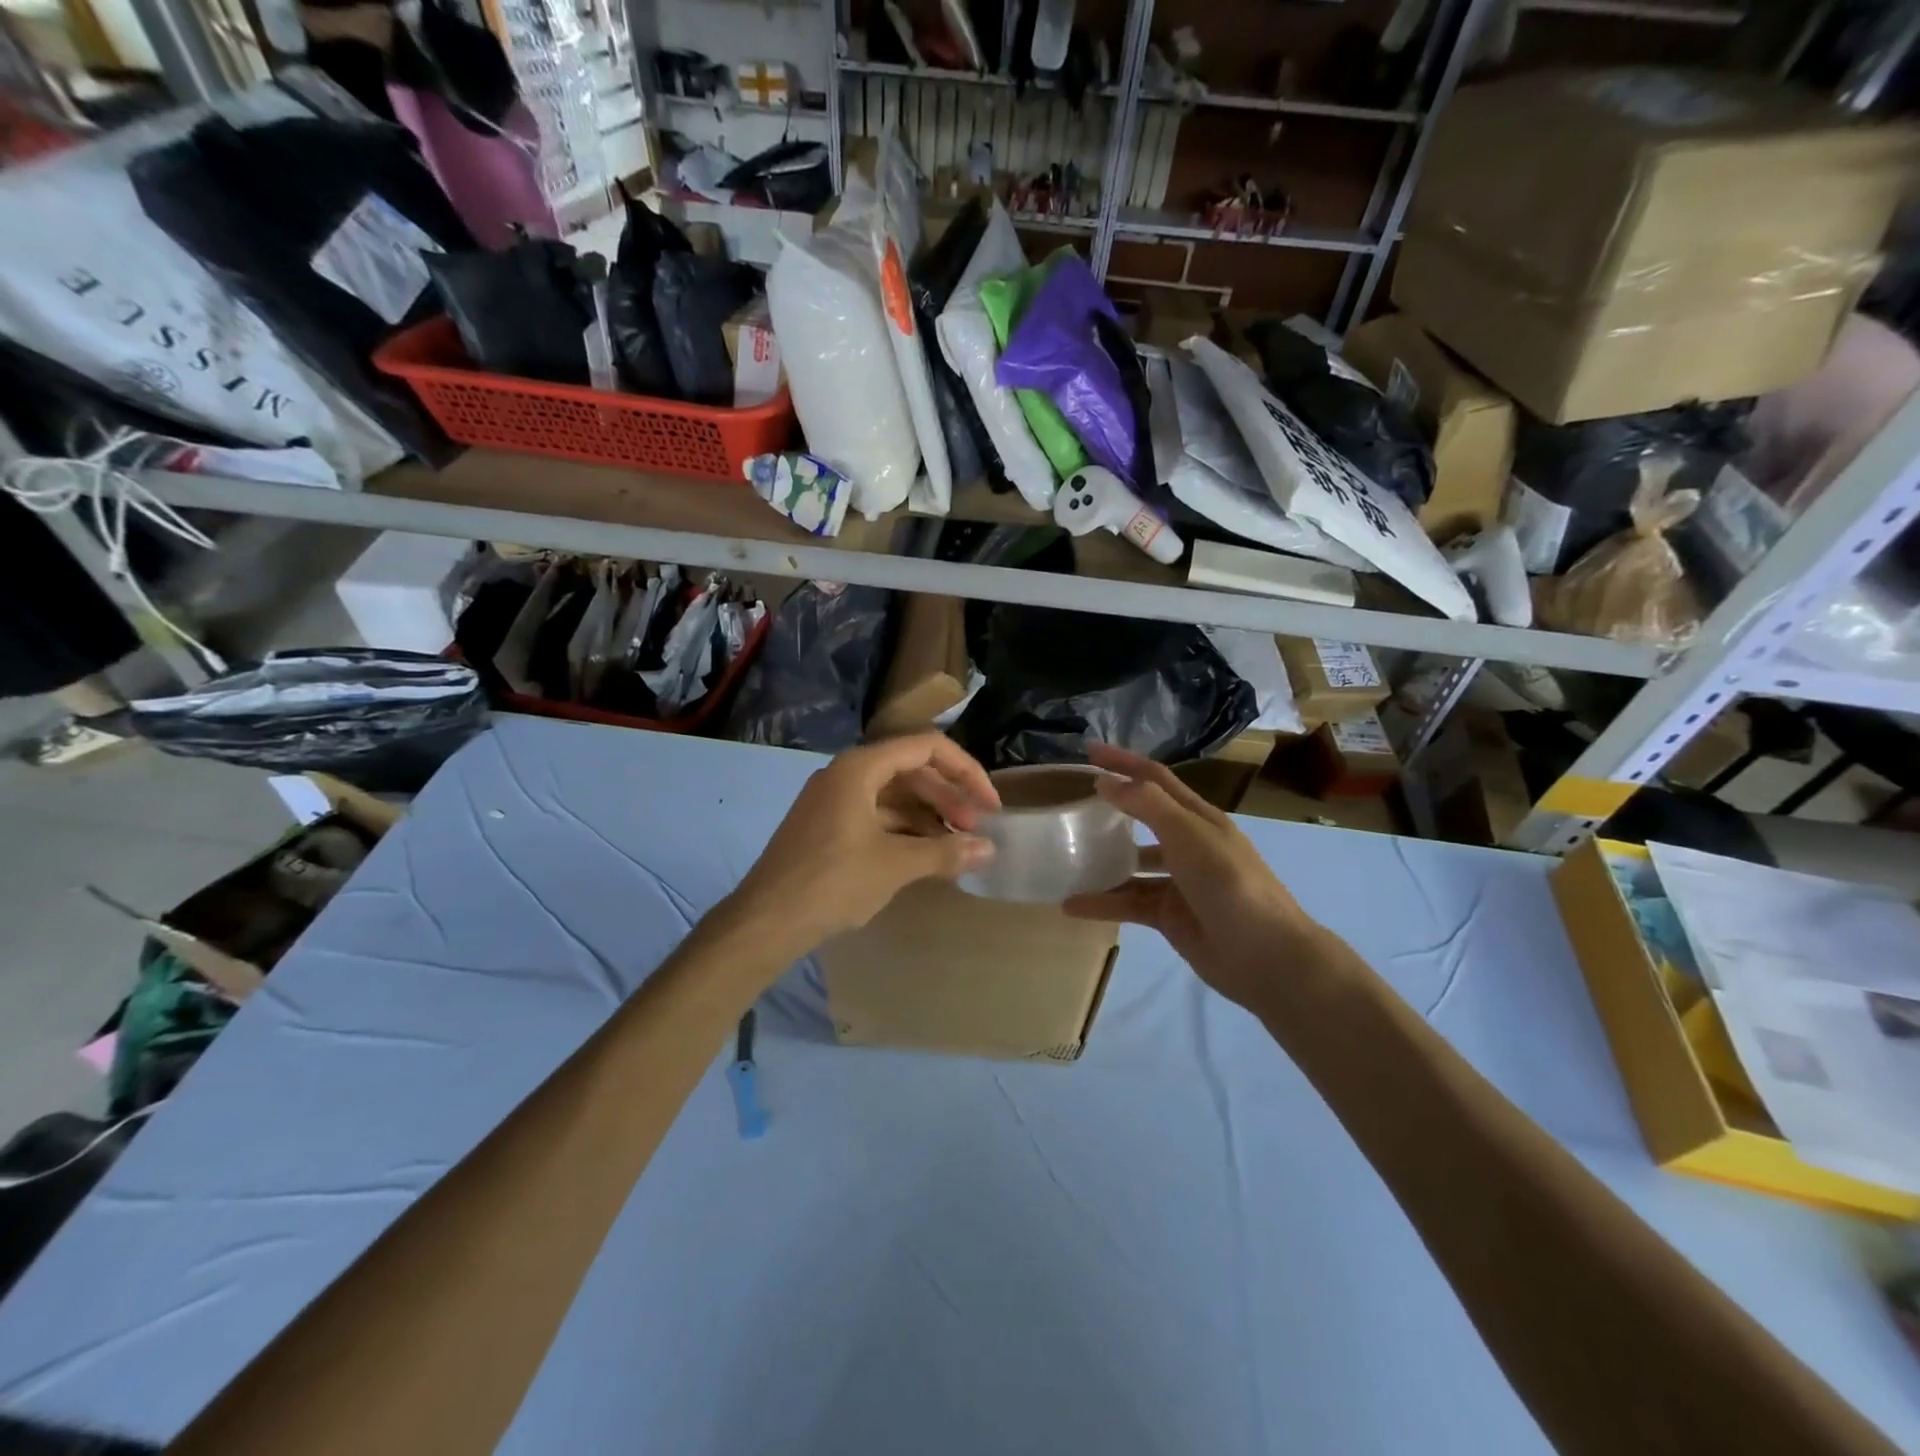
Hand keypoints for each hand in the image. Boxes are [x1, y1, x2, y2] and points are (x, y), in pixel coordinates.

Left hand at [726, 734, 998, 953]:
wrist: (764, 922)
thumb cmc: (832, 882)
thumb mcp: (895, 865)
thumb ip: (945, 852)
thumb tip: (988, 849)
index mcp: (860, 767)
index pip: (927, 748)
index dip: (965, 772)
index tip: (989, 805)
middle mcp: (846, 774)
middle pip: (911, 770)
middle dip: (948, 797)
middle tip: (975, 830)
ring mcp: (833, 800)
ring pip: (893, 796)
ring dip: (928, 816)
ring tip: (956, 846)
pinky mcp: (827, 826)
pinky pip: (876, 816)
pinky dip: (904, 831)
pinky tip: (924, 857)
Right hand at [1063, 744, 1320, 1012]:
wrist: (1266, 956)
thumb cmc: (1230, 884)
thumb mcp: (1189, 835)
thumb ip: (1147, 805)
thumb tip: (1105, 781)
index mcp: (1199, 818)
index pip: (1156, 779)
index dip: (1124, 761)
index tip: (1089, 750)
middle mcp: (1188, 845)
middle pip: (1142, 817)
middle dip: (1111, 806)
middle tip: (1070, 801)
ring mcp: (1178, 882)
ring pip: (1132, 865)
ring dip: (1102, 861)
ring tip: (1065, 857)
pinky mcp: (1169, 916)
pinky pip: (1129, 903)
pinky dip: (1103, 903)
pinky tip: (1073, 905)